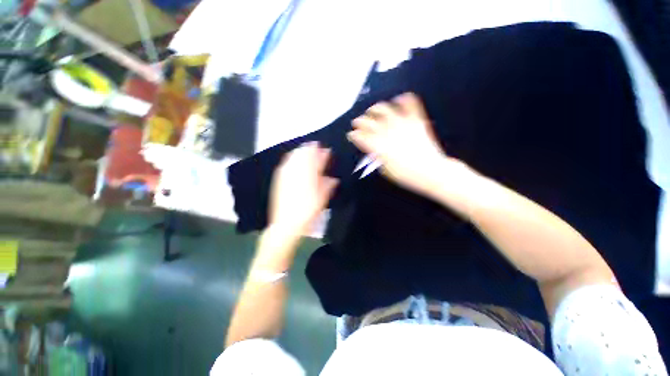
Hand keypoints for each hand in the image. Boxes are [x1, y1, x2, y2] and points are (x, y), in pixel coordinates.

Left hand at [269, 142, 338, 237]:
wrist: (286, 225)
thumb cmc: (308, 212)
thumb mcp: (322, 199)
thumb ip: (328, 186)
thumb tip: (333, 179)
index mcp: (309, 175)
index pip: (316, 159)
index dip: (322, 153)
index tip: (327, 150)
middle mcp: (296, 171)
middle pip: (303, 153)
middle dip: (311, 148)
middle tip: (317, 148)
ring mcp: (285, 174)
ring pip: (294, 156)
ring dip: (301, 151)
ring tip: (307, 151)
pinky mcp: (278, 179)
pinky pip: (286, 163)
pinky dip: (292, 158)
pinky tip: (295, 160)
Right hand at [347, 92, 451, 194]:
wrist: (430, 172)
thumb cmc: (405, 175)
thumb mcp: (385, 170)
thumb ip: (376, 156)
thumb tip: (372, 149)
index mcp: (379, 147)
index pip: (361, 137)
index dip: (354, 135)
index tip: (351, 134)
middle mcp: (388, 133)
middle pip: (369, 122)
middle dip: (360, 121)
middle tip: (357, 122)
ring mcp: (402, 125)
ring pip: (385, 109)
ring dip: (376, 108)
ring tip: (373, 109)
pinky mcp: (416, 121)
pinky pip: (411, 105)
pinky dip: (405, 99)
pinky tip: (400, 98)